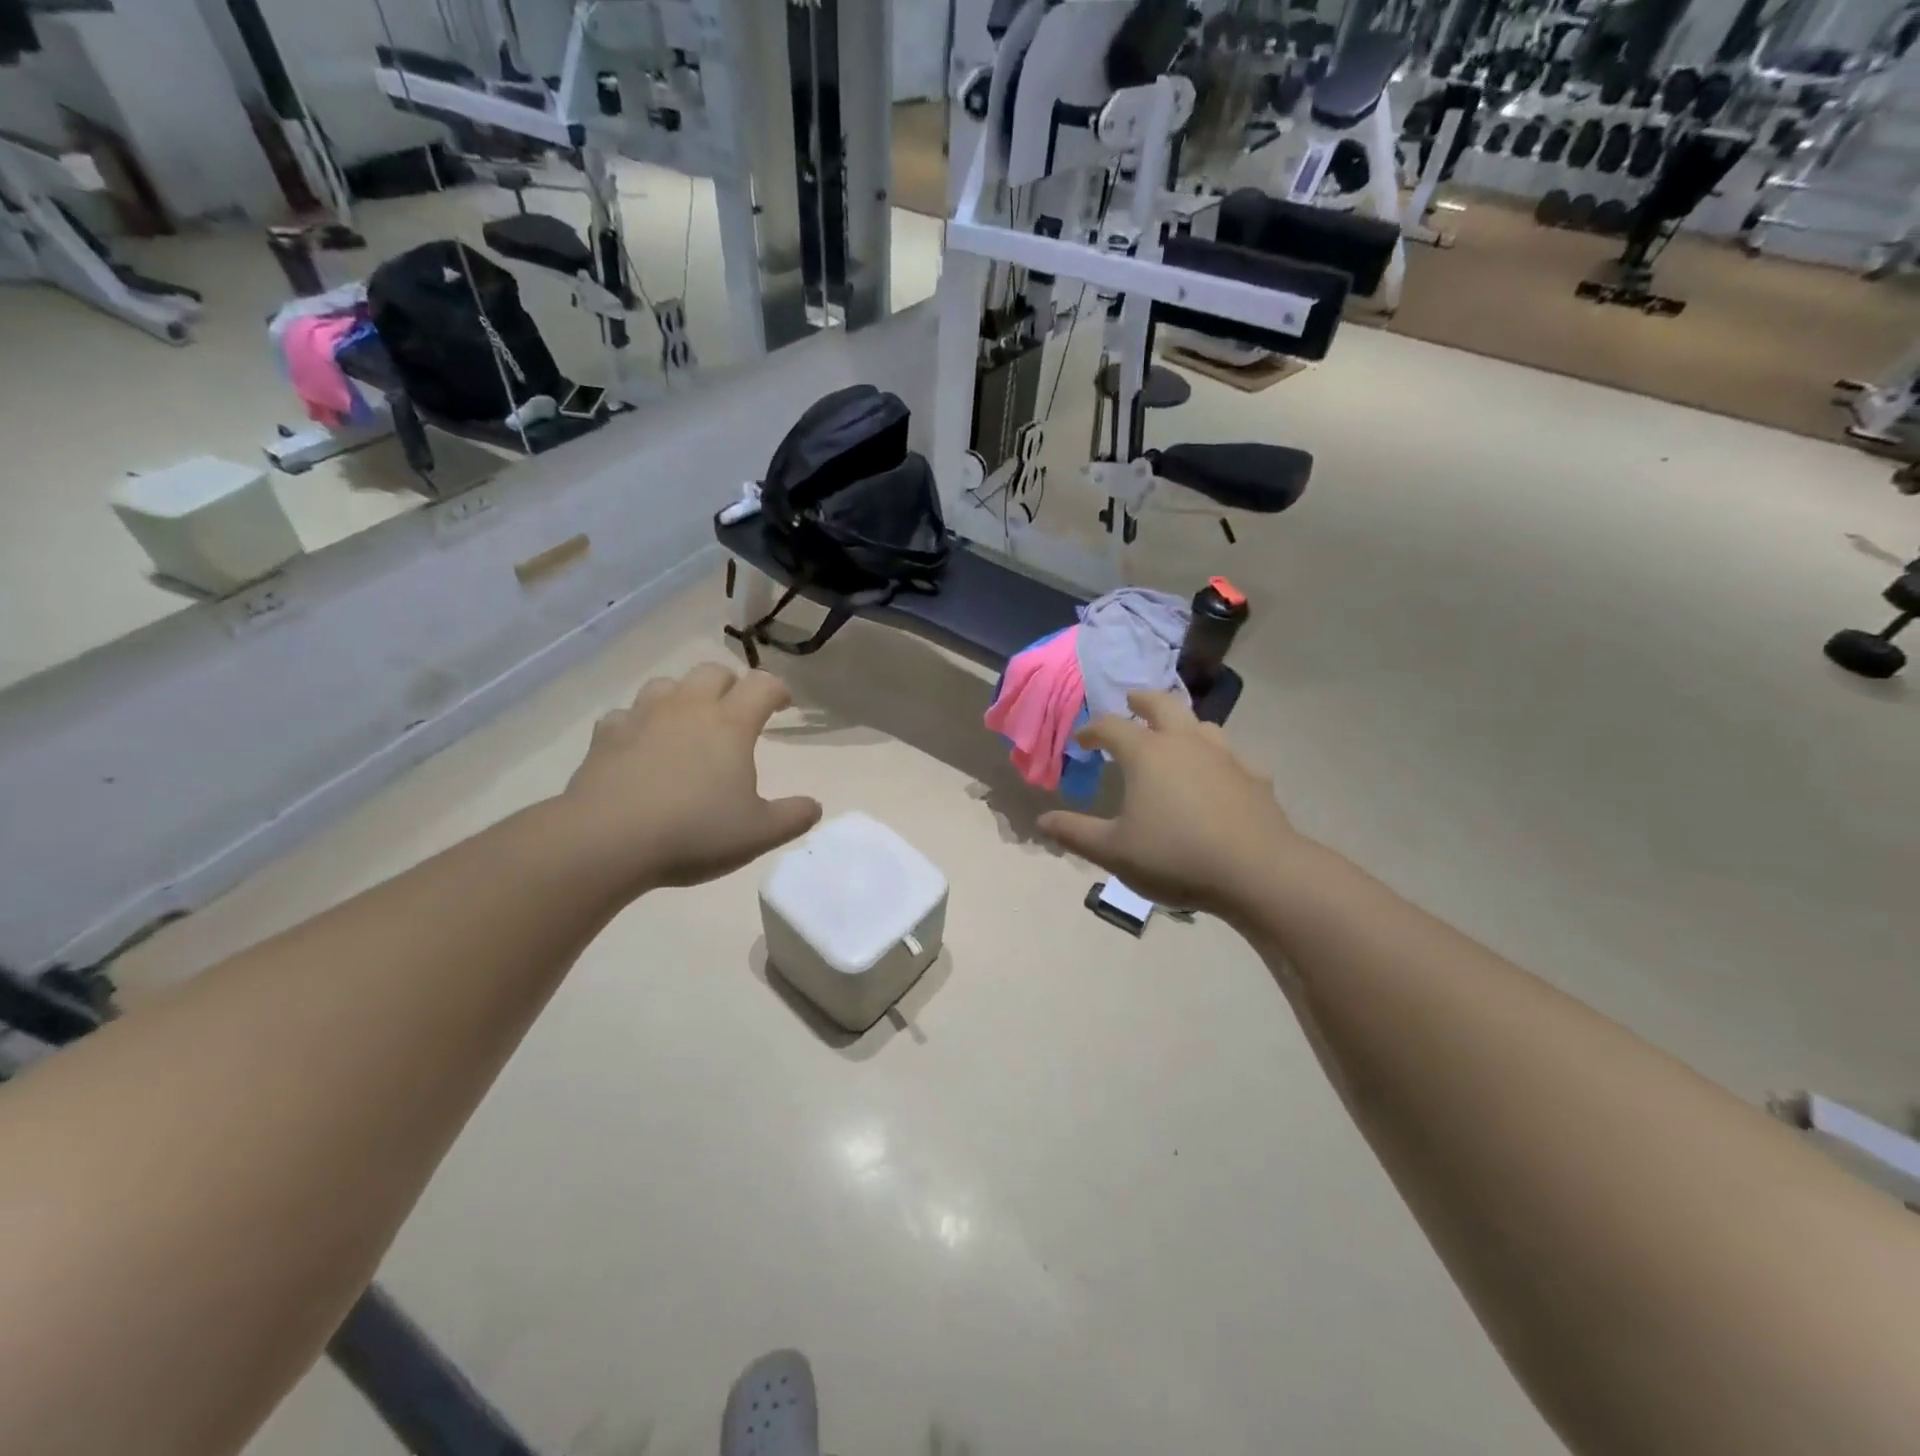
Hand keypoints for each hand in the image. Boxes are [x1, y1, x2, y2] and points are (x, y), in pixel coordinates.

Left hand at [562, 664, 822, 892]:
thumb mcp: (758, 834)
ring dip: (683, 696)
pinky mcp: (606, 736)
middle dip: (731, 685)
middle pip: (713, 672)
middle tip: (736, 712)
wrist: (606, 842)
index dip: (778, 690)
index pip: (763, 685)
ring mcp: (642, 717)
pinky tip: (640, 745)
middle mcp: (687, 708)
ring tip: (688, 723)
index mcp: (730, 724)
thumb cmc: (693, 833)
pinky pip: (626, 715)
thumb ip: (793, 817)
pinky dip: (638, 723)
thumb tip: (814, 807)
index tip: (784, 706)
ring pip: (667, 684)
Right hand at [1039, 691, 1306, 918]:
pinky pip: (1232, 755)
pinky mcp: (1253, 776)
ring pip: (1200, 725)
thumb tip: (1042, 821)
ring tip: (1174, 735)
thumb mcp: (1114, 851)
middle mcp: (1185, 743)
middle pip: (1162, 705)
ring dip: (1181, 723)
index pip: (1111, 726)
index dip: (1092, 730)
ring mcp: (1225, 756)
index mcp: (1147, 754)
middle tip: (1131, 700)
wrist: (1257, 871)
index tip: (1082, 741)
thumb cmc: (1175, 856)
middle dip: (1142, 700)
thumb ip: (1075, 832)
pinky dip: (1217, 757)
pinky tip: (1219, 774)